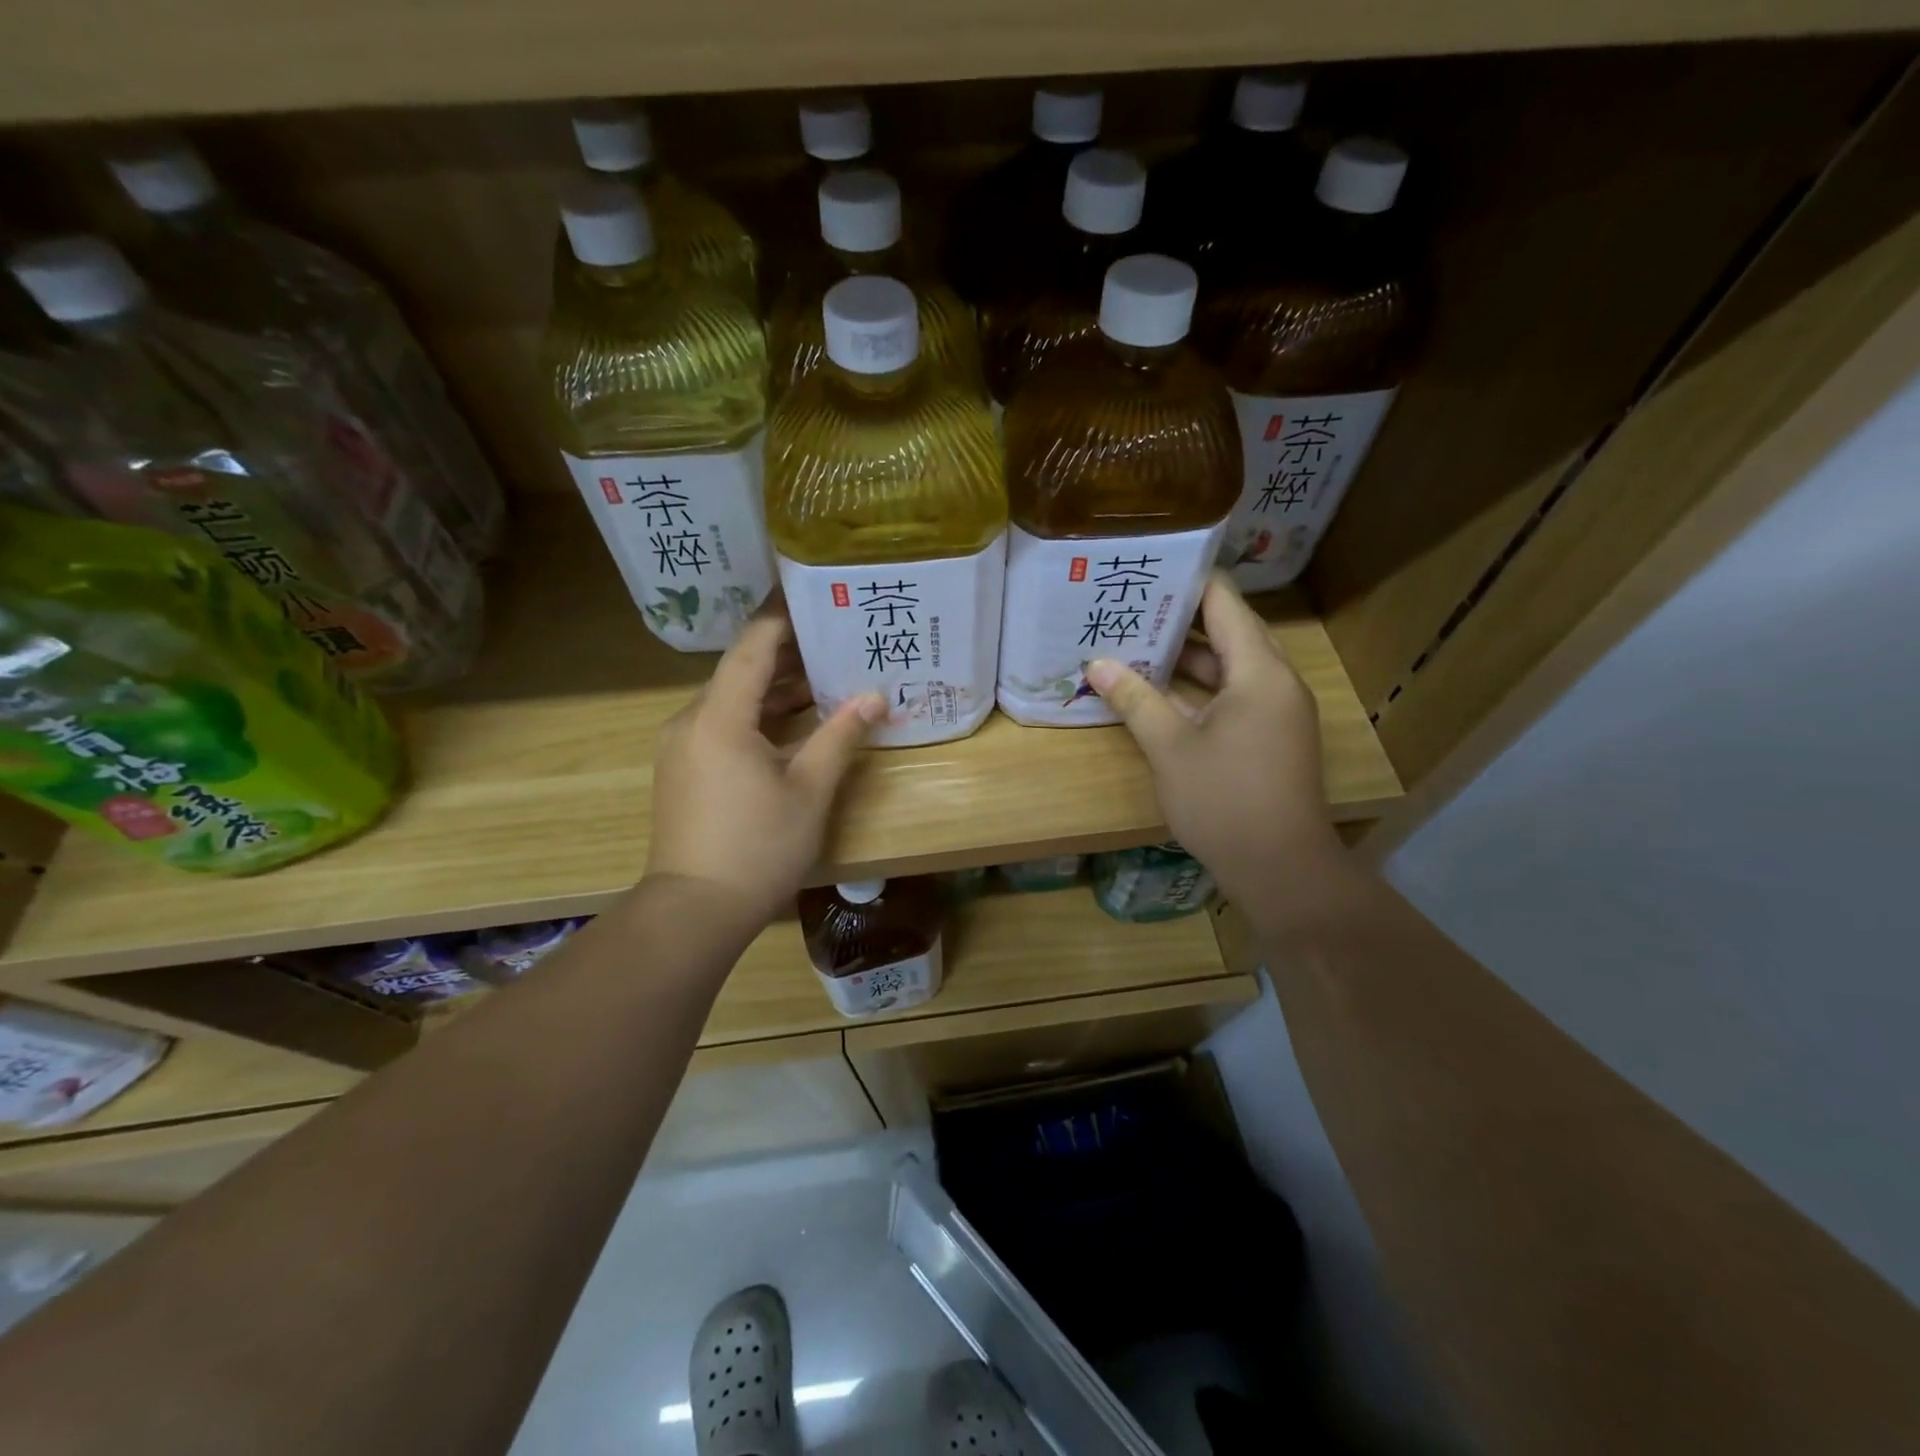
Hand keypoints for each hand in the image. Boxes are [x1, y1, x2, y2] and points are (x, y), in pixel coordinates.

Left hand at [647, 615, 885, 925]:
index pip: (753, 646)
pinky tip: (795, 721)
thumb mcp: (810, 789)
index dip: (783, 616)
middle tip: (835, 635)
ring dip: (776, 688)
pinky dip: (759, 716)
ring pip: (733, 700)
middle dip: (788, 652)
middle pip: (741, 670)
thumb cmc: (758, 847)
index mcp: (719, 717)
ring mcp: (683, 746)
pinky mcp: (684, 769)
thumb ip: (841, 736)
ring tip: (826, 674)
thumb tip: (876, 696)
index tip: (814, 594)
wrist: (695, 910)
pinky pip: (724, 725)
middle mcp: (692, 720)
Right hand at [1086, 573, 1346, 916]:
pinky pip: (1232, 697)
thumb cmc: (1225, 800)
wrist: (1281, 869)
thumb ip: (1135, 700)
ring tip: (1134, 642)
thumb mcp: (1171, 748)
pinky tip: (1157, 692)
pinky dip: (1198, 690)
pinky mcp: (1270, 739)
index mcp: (1259, 671)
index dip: (1188, 581)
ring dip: (1186, 659)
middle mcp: (1275, 682)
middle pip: (1228, 633)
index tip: (1149, 567)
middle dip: (1179, 619)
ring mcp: (1275, 712)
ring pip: (1228, 669)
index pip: (1225, 604)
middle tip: (1130, 605)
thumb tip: (1096, 664)